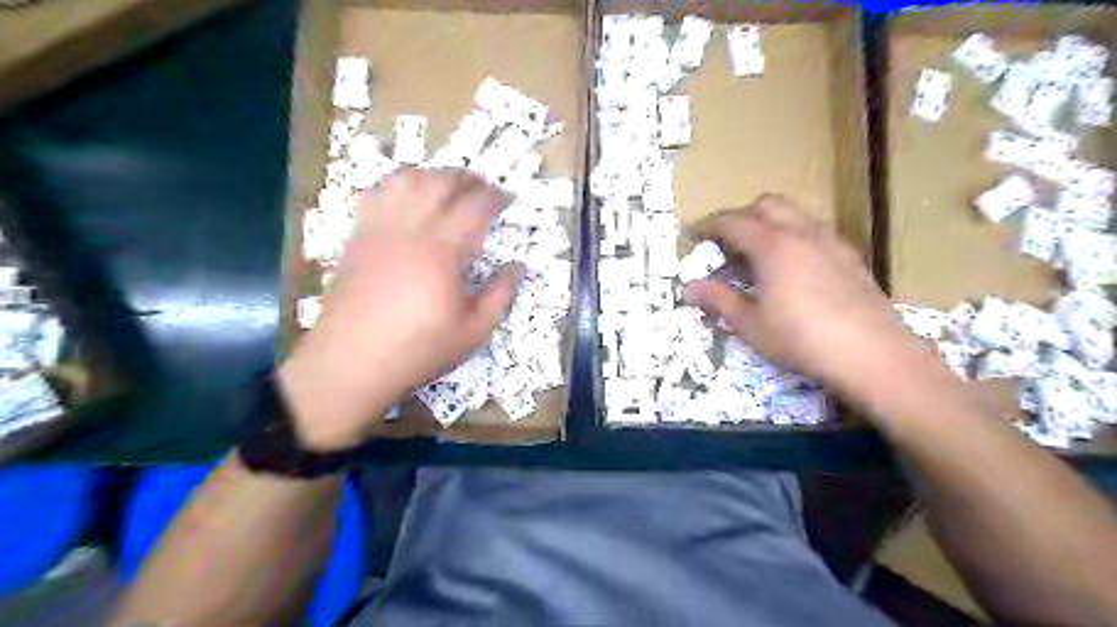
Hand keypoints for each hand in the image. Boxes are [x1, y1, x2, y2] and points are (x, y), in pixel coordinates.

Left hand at [279, 169, 523, 448]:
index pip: (474, 207)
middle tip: (483, 186)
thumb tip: (519, 267)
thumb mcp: (474, 332)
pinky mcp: (358, 238)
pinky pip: (376, 195)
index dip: (496, 197)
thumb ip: (501, 295)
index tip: (508, 199)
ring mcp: (379, 230)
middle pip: (440, 183)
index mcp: (443, 252)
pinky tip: (408, 197)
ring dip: (432, 175)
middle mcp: (410, 230)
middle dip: (466, 177)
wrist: (352, 363)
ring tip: (448, 185)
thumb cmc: (419, 350)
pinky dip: (398, 185)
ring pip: (406, 181)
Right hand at [686, 194, 934, 403]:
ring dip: (770, 221)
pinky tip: (794, 265)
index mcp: (772, 245)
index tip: (693, 234)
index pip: (732, 222)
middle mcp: (801, 232)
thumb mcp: (751, 324)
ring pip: (795, 212)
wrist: (872, 353)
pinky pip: (815, 229)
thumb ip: (719, 300)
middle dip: (741, 215)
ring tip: (758, 252)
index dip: (708, 226)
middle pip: (766, 204)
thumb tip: (689, 288)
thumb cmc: (800, 338)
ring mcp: (830, 241)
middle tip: (726, 242)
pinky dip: (794, 234)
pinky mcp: (850, 256)